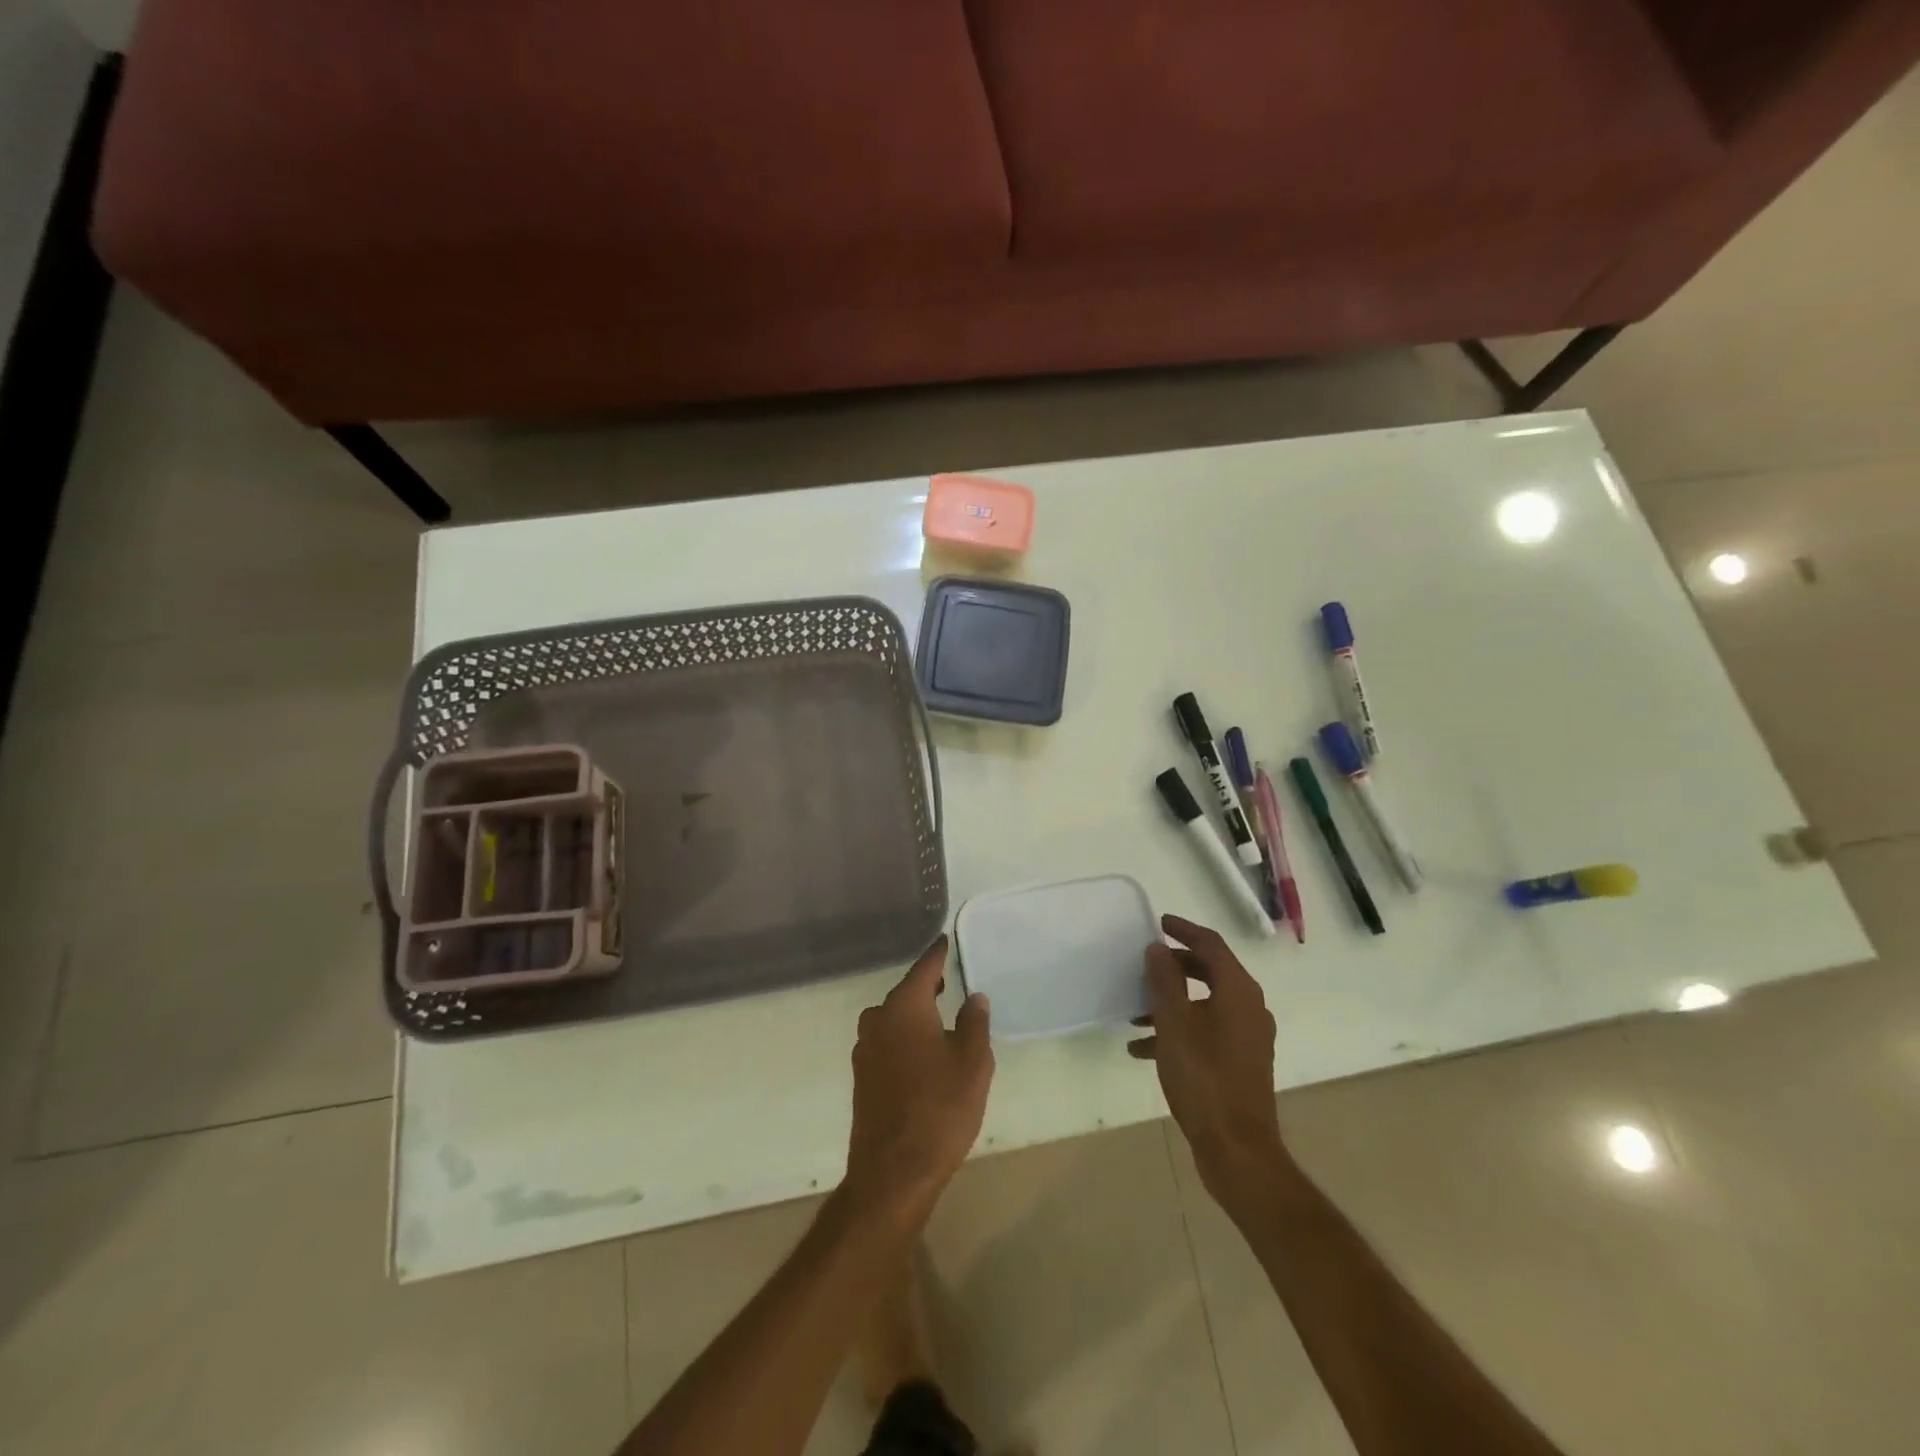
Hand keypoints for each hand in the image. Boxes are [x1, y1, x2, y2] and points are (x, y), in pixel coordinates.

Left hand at [843, 936, 993, 1223]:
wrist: (893, 1172)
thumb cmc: (940, 1108)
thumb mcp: (973, 1062)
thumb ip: (974, 1023)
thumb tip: (974, 997)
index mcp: (904, 1008)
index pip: (924, 968)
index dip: (938, 954)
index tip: (945, 940)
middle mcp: (878, 1020)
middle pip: (905, 993)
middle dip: (926, 985)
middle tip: (947, 979)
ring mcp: (865, 1050)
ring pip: (893, 1019)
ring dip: (914, 1014)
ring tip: (939, 1017)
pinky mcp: (862, 1077)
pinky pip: (887, 1042)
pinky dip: (904, 1038)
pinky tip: (922, 1052)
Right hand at [1129, 914, 1286, 1204]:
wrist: (1237, 1148)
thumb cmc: (1203, 1077)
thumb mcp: (1174, 1023)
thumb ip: (1165, 980)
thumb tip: (1159, 948)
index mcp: (1238, 991)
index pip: (1212, 944)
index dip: (1184, 930)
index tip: (1159, 923)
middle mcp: (1249, 1007)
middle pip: (1210, 972)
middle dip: (1175, 967)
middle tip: (1145, 965)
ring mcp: (1247, 1037)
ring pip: (1205, 1003)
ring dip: (1171, 1002)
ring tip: (1134, 1013)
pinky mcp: (1240, 1062)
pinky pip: (1206, 1031)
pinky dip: (1178, 1030)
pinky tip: (1143, 1049)